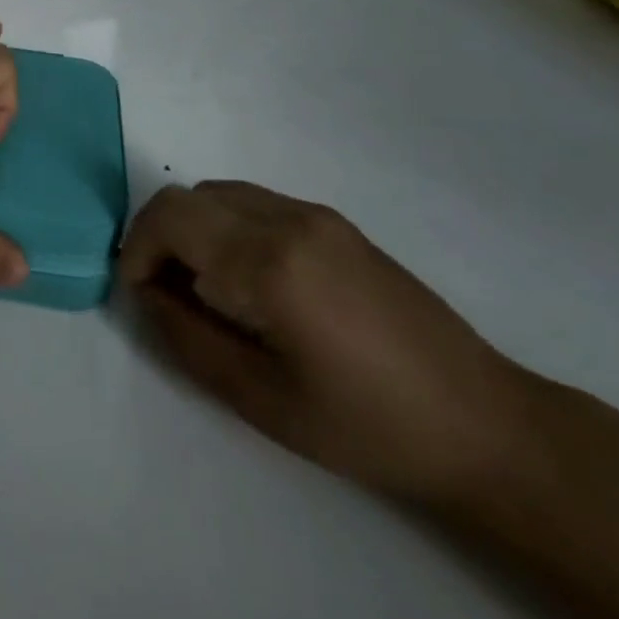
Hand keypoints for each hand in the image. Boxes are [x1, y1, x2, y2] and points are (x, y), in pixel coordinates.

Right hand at [119, 183, 532, 504]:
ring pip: (217, 192)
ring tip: (202, 285)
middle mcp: (286, 219)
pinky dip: (223, 224)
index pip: (169, 218)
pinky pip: (251, 201)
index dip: (136, 250)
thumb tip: (147, 292)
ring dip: (190, 227)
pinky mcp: (333, 222)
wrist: (483, 424)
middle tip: (163, 290)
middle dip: (157, 236)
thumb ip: (186, 336)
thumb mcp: (259, 398)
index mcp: (268, 262)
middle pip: (186, 197)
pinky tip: (246, 277)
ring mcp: (313, 214)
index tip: (140, 294)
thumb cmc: (367, 426)